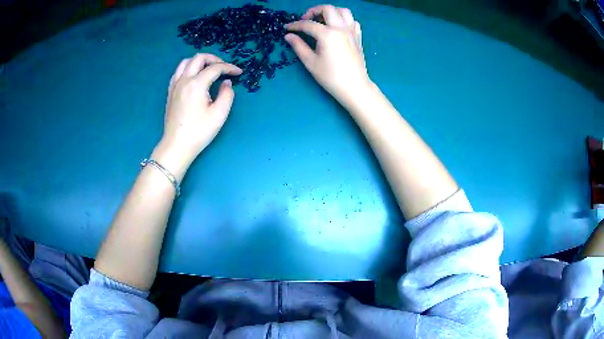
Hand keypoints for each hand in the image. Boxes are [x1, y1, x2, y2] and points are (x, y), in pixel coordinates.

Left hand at [153, 53, 241, 178]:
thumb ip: (227, 94)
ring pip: (186, 62)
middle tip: (224, 67)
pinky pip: (178, 72)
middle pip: (199, 58)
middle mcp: (184, 80)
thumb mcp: (219, 114)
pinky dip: (188, 68)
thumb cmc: (199, 132)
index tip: (239, 73)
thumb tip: (226, 83)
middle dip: (214, 59)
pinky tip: (194, 77)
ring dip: (199, 61)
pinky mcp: (170, 92)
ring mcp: (175, 85)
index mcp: (197, 84)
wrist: (177, 146)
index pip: (215, 68)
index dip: (229, 67)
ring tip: (209, 69)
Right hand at [285, 5, 368, 103]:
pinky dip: (344, 20)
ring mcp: (352, 31)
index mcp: (328, 34)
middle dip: (313, 11)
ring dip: (331, 12)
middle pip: (327, 9)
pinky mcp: (358, 37)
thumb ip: (298, 46)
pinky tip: (337, 28)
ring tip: (322, 20)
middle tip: (305, 20)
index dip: (295, 25)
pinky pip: (352, 21)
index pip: (308, 24)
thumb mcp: (310, 62)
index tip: (287, 28)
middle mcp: (341, 28)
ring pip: (343, 11)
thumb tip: (288, 36)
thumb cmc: (331, 77)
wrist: (354, 87)